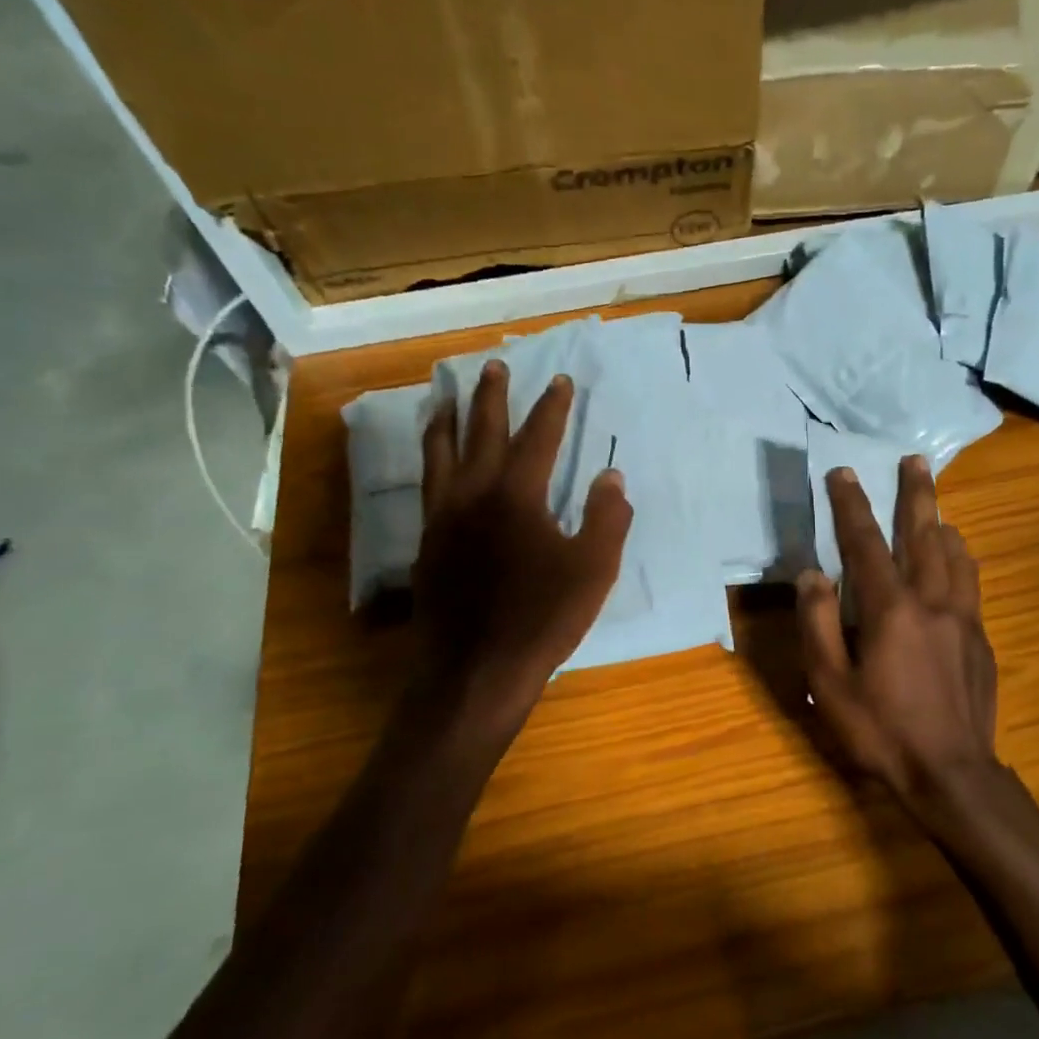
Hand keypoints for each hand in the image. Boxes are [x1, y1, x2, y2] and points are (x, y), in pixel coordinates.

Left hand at [415, 361, 631, 718]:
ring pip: (440, 455)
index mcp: (517, 495)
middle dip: (490, 397)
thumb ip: (606, 517)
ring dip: (445, 421)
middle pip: (481, 432)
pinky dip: (430, 461)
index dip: (552, 407)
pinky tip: (435, 465)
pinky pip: (427, 486)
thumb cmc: (543, 618)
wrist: (475, 671)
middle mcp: (473, 494)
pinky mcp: (426, 544)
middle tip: (492, 367)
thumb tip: (611, 476)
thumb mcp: (593, 569)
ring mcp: (443, 519)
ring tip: (443, 398)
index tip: (560, 380)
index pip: (538, 437)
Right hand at [795, 455, 1000, 820]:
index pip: (866, 543)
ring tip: (937, 506)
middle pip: (924, 535)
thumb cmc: (880, 731)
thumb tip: (812, 574)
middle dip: (916, 494)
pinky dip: (961, 560)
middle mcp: (932, 602)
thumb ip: (818, 624)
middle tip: (916, 460)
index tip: (844, 472)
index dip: (852, 505)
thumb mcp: (829, 684)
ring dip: (943, 524)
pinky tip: (959, 562)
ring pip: (957, 556)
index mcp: (890, 609)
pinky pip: (971, 584)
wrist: (952, 775)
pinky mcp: (981, 641)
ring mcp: (963, 620)